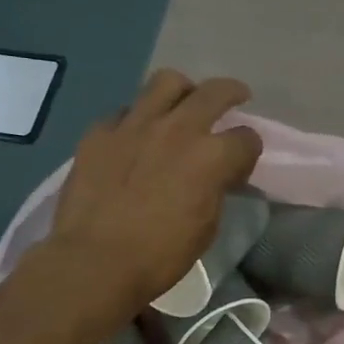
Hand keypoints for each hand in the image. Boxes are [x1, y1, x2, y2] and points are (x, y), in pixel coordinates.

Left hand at [43, 70, 263, 319]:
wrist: (95, 261)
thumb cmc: (160, 254)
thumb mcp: (206, 226)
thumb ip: (215, 189)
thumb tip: (215, 177)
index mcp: (212, 156)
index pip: (247, 138)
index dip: (248, 150)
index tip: (241, 162)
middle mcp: (178, 128)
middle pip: (215, 92)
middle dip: (231, 94)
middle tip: (235, 98)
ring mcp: (135, 124)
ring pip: (167, 82)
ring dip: (183, 91)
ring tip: (182, 103)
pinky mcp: (100, 131)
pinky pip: (125, 111)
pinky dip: (137, 120)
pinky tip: (135, 136)